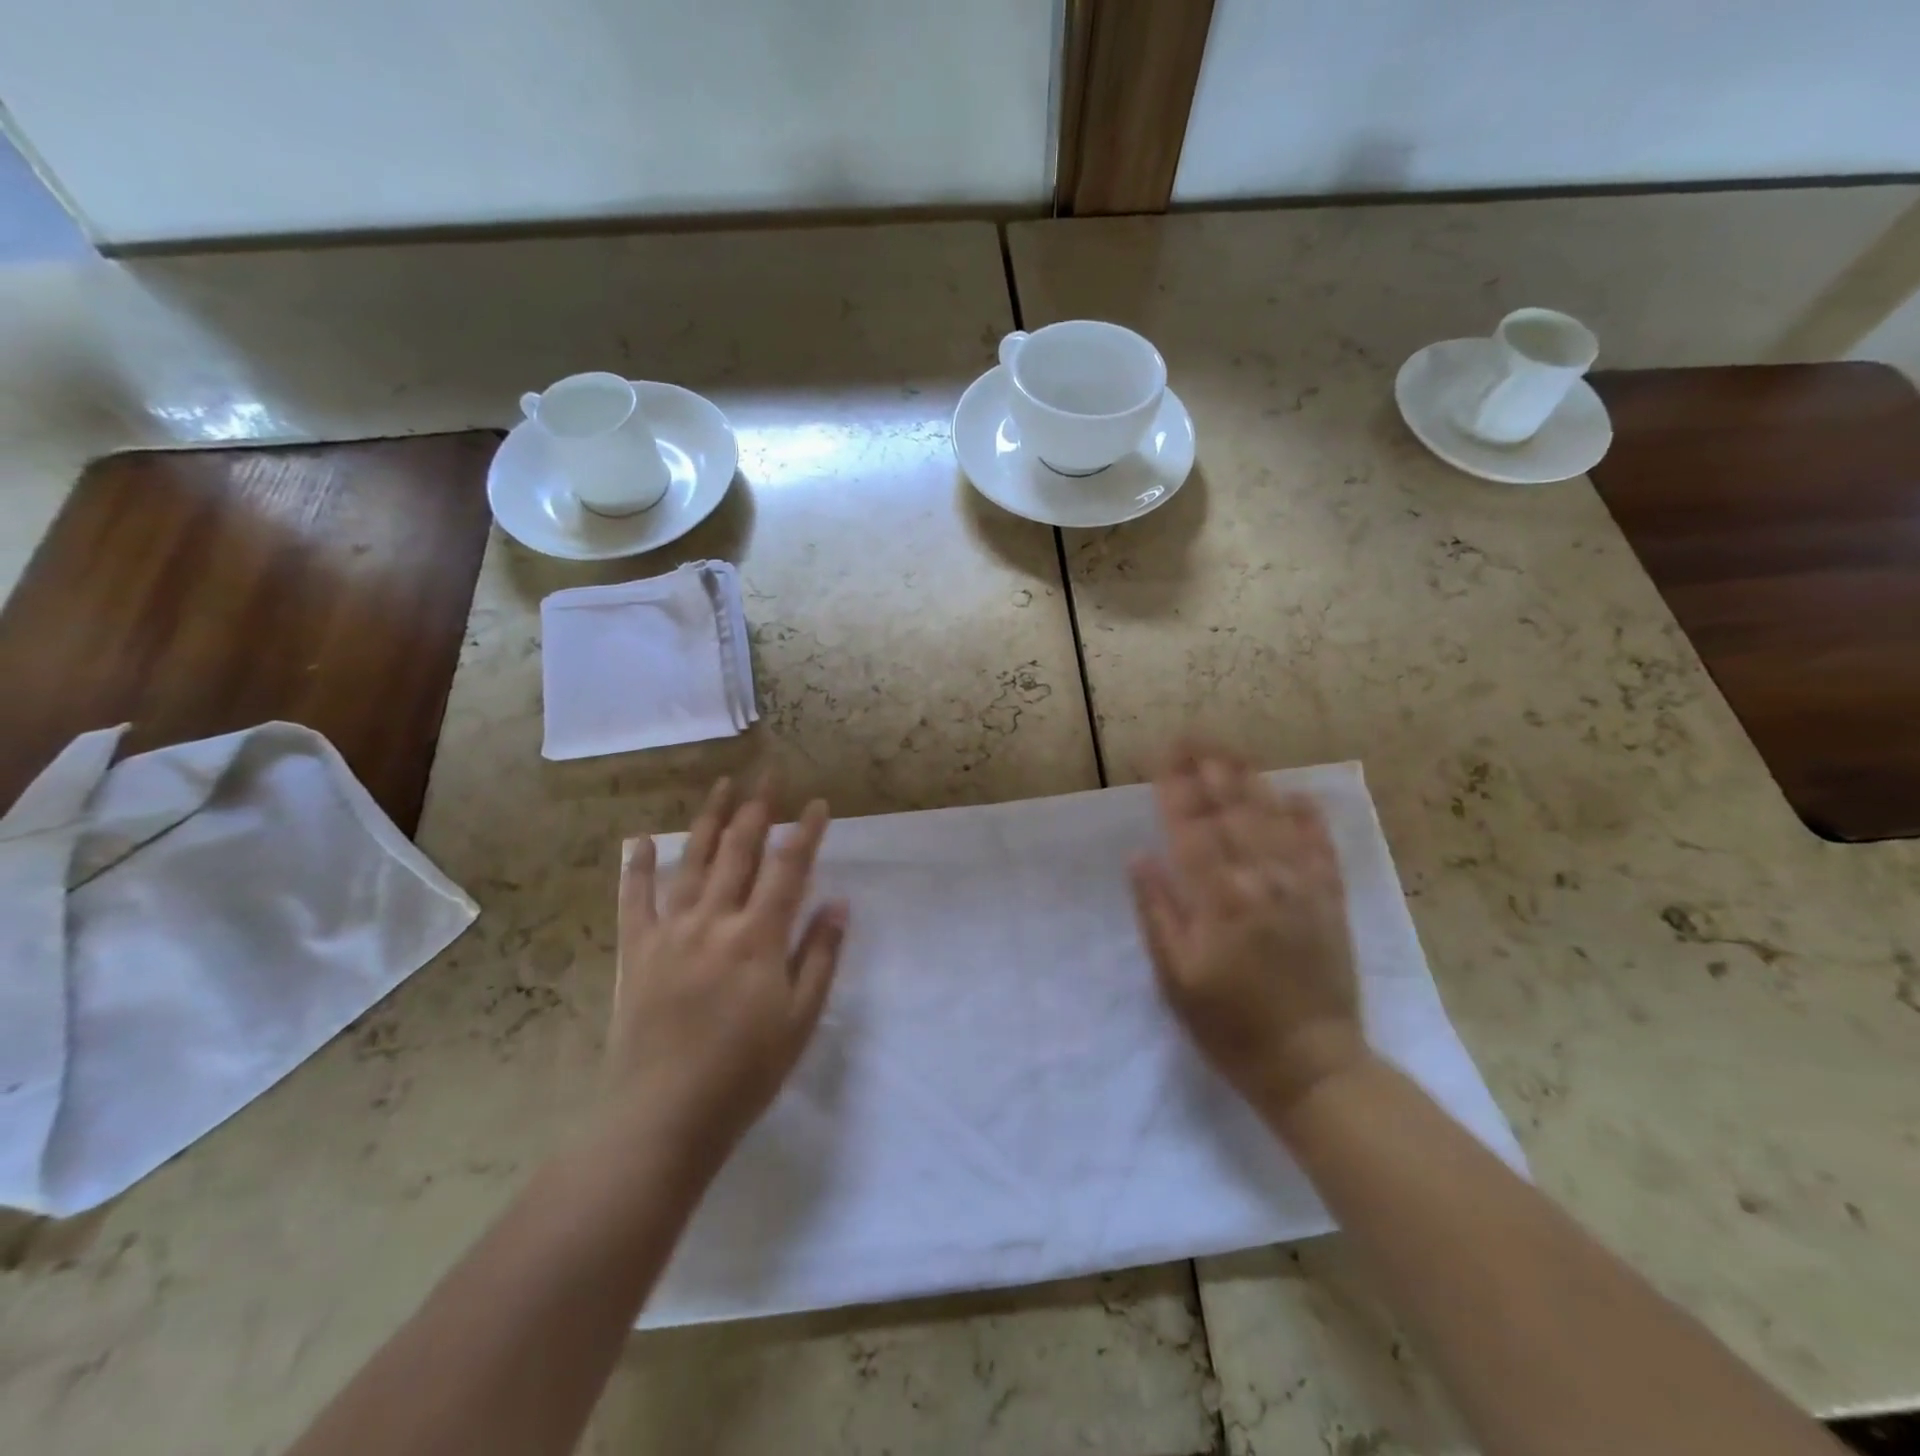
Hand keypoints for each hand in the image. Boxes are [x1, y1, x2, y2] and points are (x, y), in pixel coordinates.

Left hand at [611, 777, 847, 1158]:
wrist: (663, 1117)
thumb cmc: (744, 1073)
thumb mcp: (800, 1019)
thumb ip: (820, 955)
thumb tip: (840, 903)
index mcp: (758, 937)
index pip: (788, 869)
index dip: (805, 832)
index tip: (816, 804)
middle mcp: (714, 920)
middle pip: (739, 851)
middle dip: (757, 808)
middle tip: (768, 773)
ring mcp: (670, 931)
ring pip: (692, 861)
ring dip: (708, 820)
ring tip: (721, 785)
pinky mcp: (637, 951)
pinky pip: (634, 899)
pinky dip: (637, 867)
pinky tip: (639, 841)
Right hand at [1129, 742, 1366, 1121]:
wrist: (1312, 1066)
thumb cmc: (1229, 1027)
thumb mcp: (1175, 978)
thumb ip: (1158, 912)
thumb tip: (1141, 858)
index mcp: (1217, 900)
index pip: (1191, 828)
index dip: (1175, 787)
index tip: (1162, 753)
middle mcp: (1260, 881)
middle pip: (1232, 811)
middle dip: (1209, 768)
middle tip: (1193, 735)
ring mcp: (1301, 887)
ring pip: (1274, 819)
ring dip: (1250, 780)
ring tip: (1231, 750)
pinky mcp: (1331, 901)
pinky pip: (1321, 848)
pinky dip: (1309, 818)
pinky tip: (1297, 794)